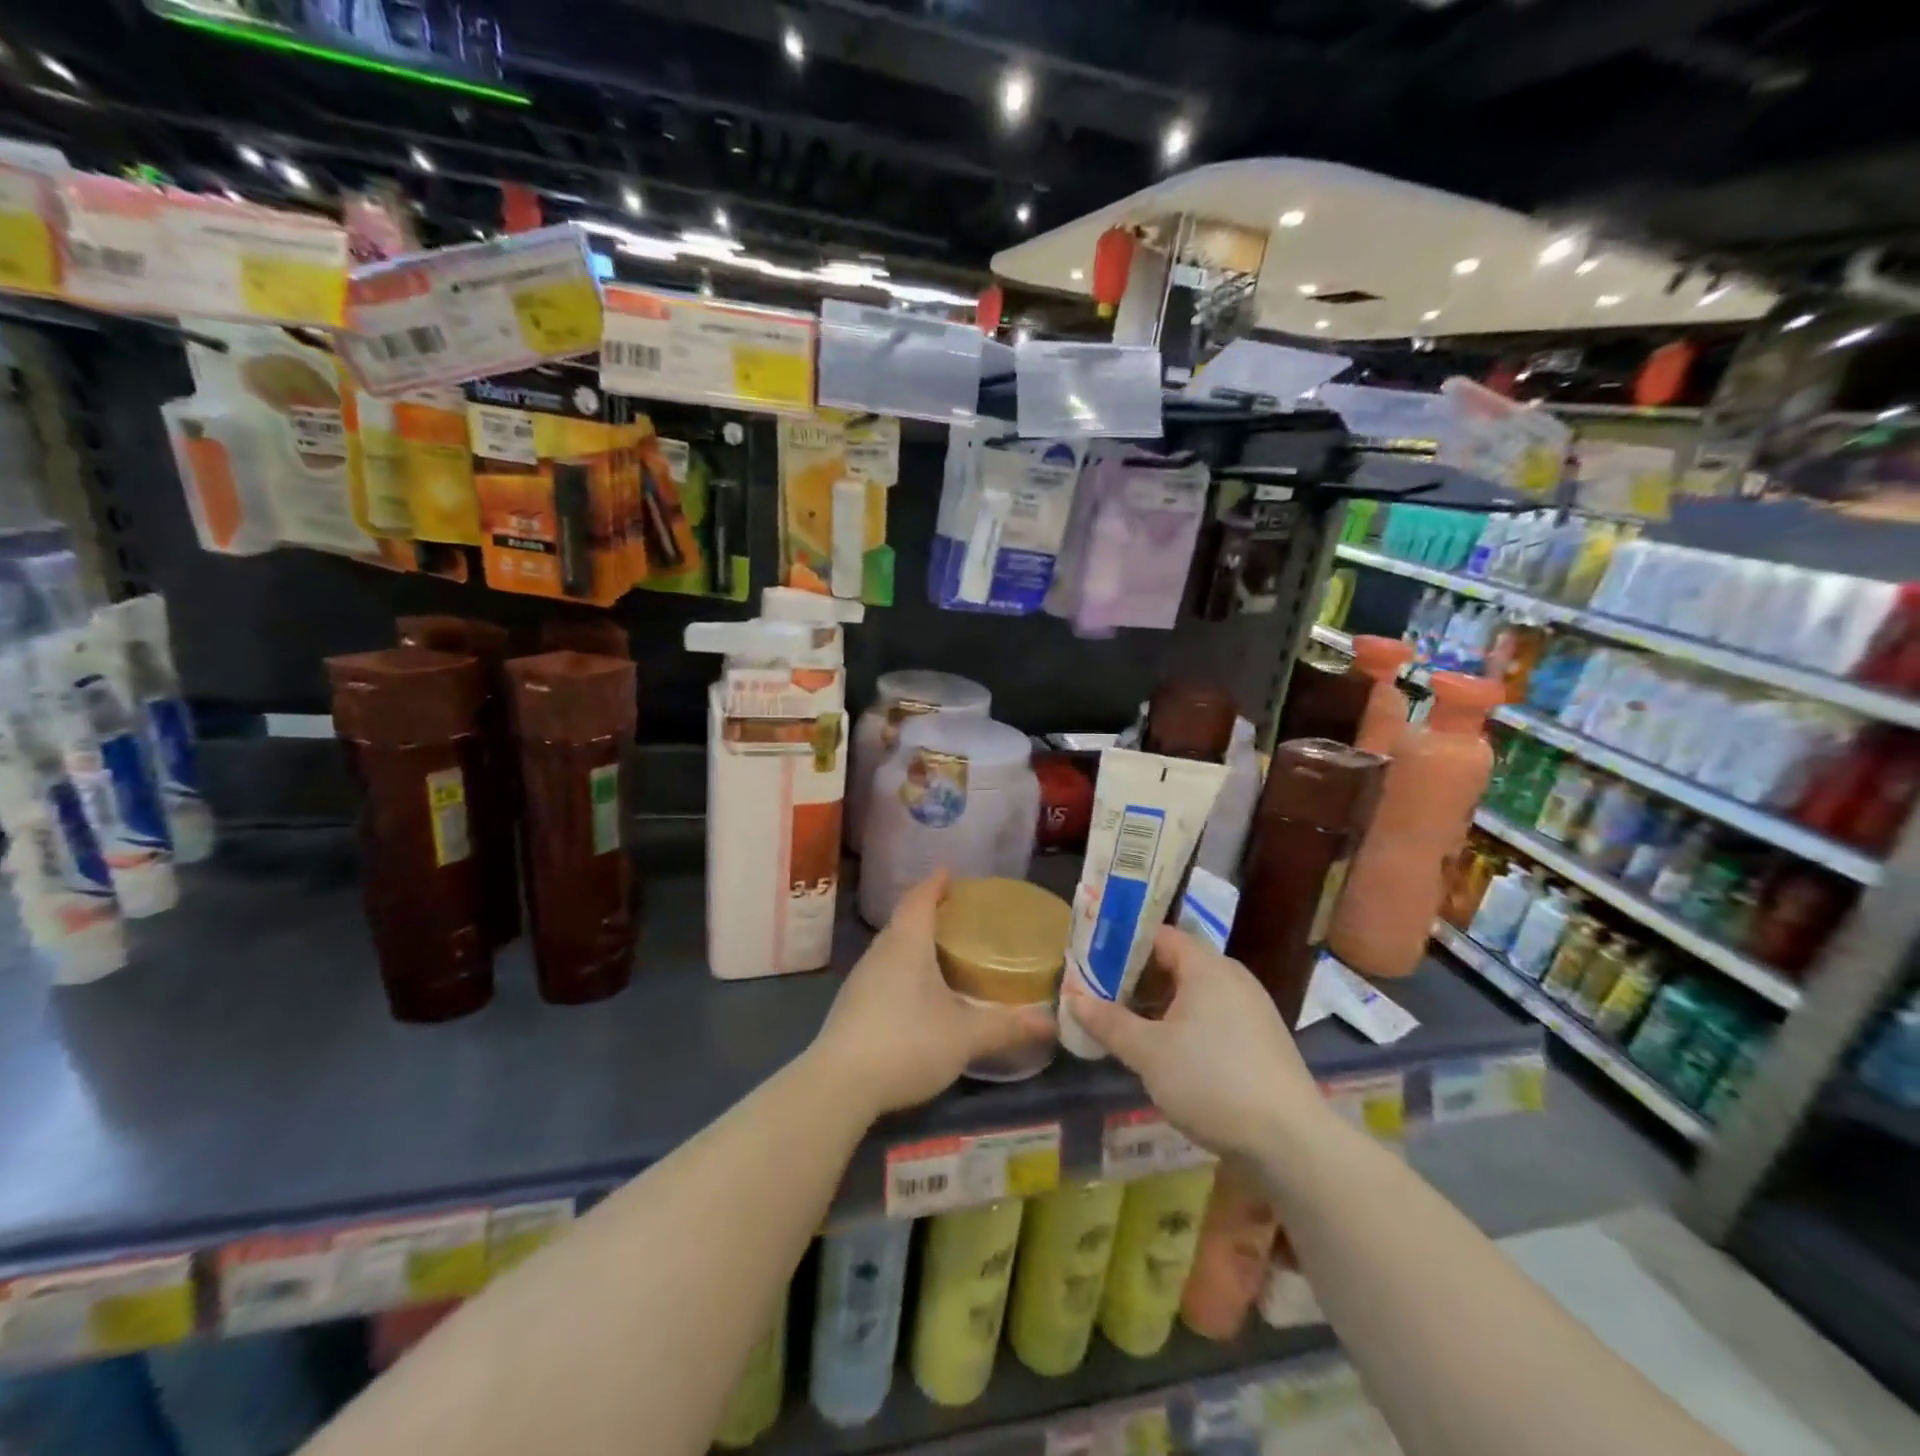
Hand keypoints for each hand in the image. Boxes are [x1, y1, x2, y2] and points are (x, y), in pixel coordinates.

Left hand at [811, 870, 1053, 1119]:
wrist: (839, 1084)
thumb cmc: (907, 1043)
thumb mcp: (965, 1035)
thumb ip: (1007, 1026)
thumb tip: (1051, 1022)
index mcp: (907, 943)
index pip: (920, 898)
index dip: (936, 883)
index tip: (949, 873)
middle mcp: (880, 952)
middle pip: (904, 920)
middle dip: (928, 911)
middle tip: (957, 913)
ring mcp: (861, 979)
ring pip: (891, 947)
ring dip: (914, 942)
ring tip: (941, 950)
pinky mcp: (851, 1006)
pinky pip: (882, 972)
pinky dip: (902, 968)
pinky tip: (917, 992)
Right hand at [1065, 927, 1325, 1161]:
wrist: (1292, 1143)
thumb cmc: (1212, 1082)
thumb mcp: (1148, 1053)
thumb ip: (1109, 1022)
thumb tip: (1072, 998)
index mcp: (1206, 967)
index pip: (1158, 935)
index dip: (1122, 944)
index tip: (1091, 960)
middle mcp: (1232, 977)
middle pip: (1175, 963)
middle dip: (1136, 978)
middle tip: (1100, 994)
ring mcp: (1252, 1009)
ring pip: (1194, 994)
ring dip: (1159, 1005)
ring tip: (1125, 1025)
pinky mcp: (1262, 1042)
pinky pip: (1213, 1017)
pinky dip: (1184, 1025)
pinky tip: (1166, 1053)